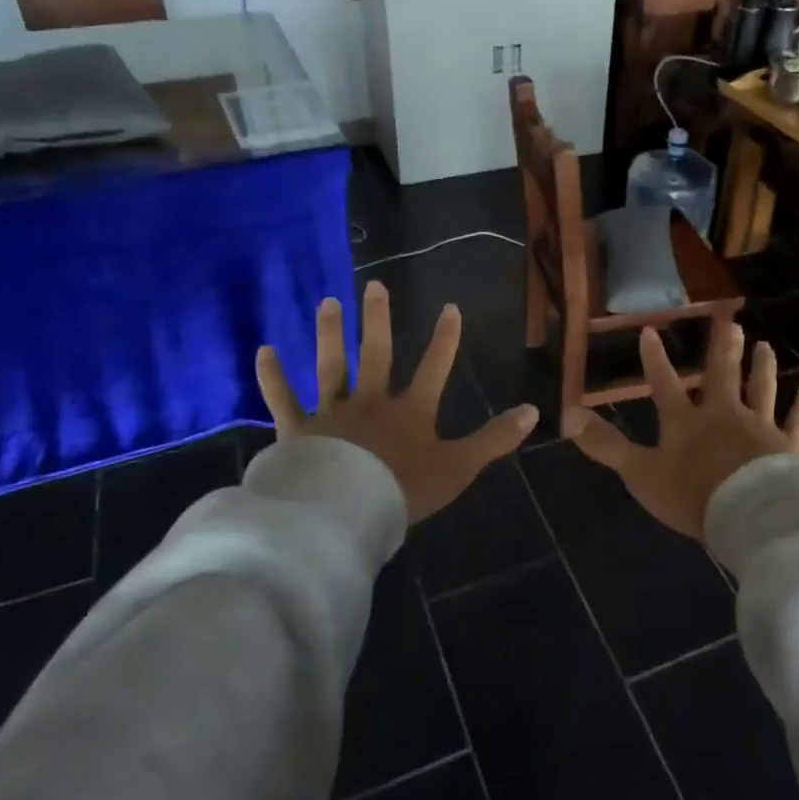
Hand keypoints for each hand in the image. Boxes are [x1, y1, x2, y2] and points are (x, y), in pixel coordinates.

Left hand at [255, 282, 538, 522]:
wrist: (345, 513)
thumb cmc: (404, 491)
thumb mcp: (459, 467)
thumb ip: (494, 439)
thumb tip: (534, 410)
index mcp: (410, 412)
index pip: (434, 368)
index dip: (445, 339)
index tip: (450, 306)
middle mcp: (371, 402)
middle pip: (377, 355)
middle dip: (379, 320)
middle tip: (374, 286)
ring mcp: (332, 414)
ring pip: (331, 366)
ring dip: (330, 334)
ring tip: (327, 302)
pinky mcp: (298, 431)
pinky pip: (283, 400)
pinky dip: (273, 377)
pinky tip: (264, 350)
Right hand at [563, 318, 798, 541]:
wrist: (749, 515)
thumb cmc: (692, 495)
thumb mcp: (640, 473)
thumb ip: (605, 446)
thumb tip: (566, 416)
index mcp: (685, 422)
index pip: (663, 385)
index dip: (654, 360)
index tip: (650, 331)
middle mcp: (723, 413)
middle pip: (721, 375)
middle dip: (722, 349)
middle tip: (730, 322)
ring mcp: (759, 425)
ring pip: (761, 388)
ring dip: (761, 365)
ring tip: (763, 343)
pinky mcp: (790, 443)